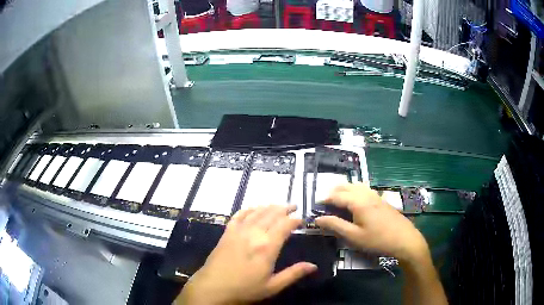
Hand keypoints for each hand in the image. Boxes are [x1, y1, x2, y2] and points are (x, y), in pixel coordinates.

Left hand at [177, 205, 316, 304]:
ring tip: (278, 205)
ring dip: (269, 206)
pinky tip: (253, 208)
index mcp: (267, 247)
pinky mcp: (227, 232)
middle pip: (271, 214)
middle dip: (284, 208)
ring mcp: (239, 231)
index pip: (284, 225)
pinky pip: (238, 215)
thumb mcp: (272, 286)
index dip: (294, 220)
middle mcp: (254, 234)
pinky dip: (248, 209)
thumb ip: (293, 274)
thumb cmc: (245, 289)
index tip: (301, 218)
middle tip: (293, 206)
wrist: (213, 287)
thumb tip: (314, 266)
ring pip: (256, 212)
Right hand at [315, 183, 429, 262]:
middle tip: (325, 200)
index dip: (325, 198)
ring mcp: (376, 196)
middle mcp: (366, 194)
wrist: (404, 240)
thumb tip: (318, 218)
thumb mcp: (353, 236)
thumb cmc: (377, 240)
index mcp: (358, 202)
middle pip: (347, 186)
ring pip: (357, 185)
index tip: (315, 204)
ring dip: (346, 189)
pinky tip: (357, 200)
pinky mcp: (383, 200)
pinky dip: (356, 190)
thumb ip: (335, 225)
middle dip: (334, 190)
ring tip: (338, 198)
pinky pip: (365, 189)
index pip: (337, 195)